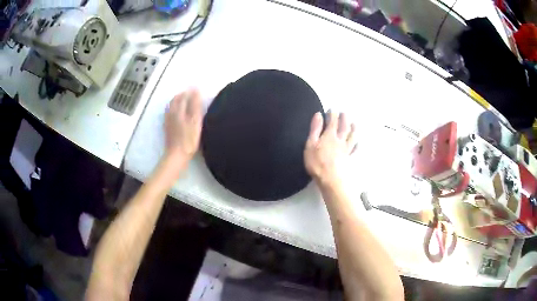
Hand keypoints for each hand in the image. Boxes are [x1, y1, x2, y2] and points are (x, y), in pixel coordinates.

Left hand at [164, 88, 202, 161]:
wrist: (177, 155)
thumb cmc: (189, 139)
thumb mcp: (195, 121)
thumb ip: (195, 105)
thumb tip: (195, 90)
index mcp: (178, 110)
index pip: (184, 96)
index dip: (190, 92)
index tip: (197, 89)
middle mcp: (171, 113)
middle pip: (175, 100)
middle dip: (183, 95)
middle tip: (191, 93)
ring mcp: (168, 121)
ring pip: (171, 107)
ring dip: (177, 101)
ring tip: (184, 101)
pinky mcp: (167, 128)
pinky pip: (169, 114)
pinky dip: (174, 109)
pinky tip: (176, 113)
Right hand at [304, 111, 356, 186]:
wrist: (331, 179)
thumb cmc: (317, 162)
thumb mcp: (310, 144)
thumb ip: (315, 129)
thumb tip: (318, 114)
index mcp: (329, 135)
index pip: (332, 121)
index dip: (332, 114)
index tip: (332, 109)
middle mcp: (340, 140)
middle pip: (344, 127)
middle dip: (344, 118)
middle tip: (344, 113)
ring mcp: (346, 150)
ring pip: (352, 136)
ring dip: (353, 129)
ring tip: (354, 124)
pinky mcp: (349, 159)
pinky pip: (355, 150)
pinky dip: (357, 145)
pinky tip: (358, 143)